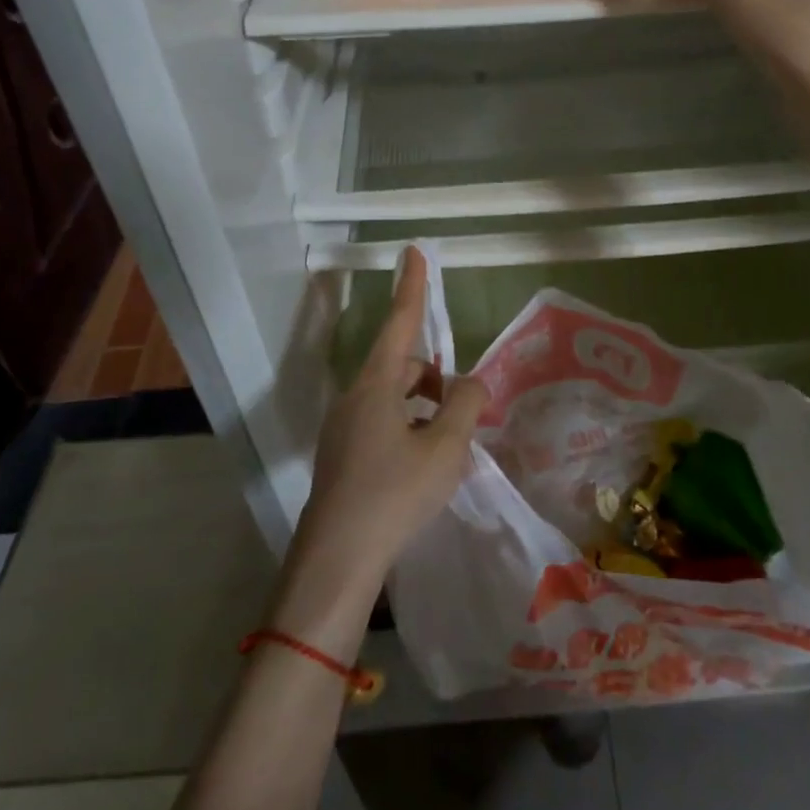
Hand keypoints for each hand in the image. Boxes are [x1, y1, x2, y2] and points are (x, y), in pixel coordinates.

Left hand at [273, 249, 485, 649]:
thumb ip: (466, 405)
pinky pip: (381, 423)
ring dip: (423, 408)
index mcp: (376, 384)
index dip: (412, 286)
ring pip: (392, 398)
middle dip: (435, 378)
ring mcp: (343, 427)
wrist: (338, 559)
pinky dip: (408, 429)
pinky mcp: (341, 455)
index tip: (413, 251)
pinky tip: (425, 466)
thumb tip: (471, 383)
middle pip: (402, 366)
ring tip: (449, 446)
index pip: (400, 321)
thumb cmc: (395, 493)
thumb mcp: (445, 448)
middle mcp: (355, 397)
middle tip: (464, 414)